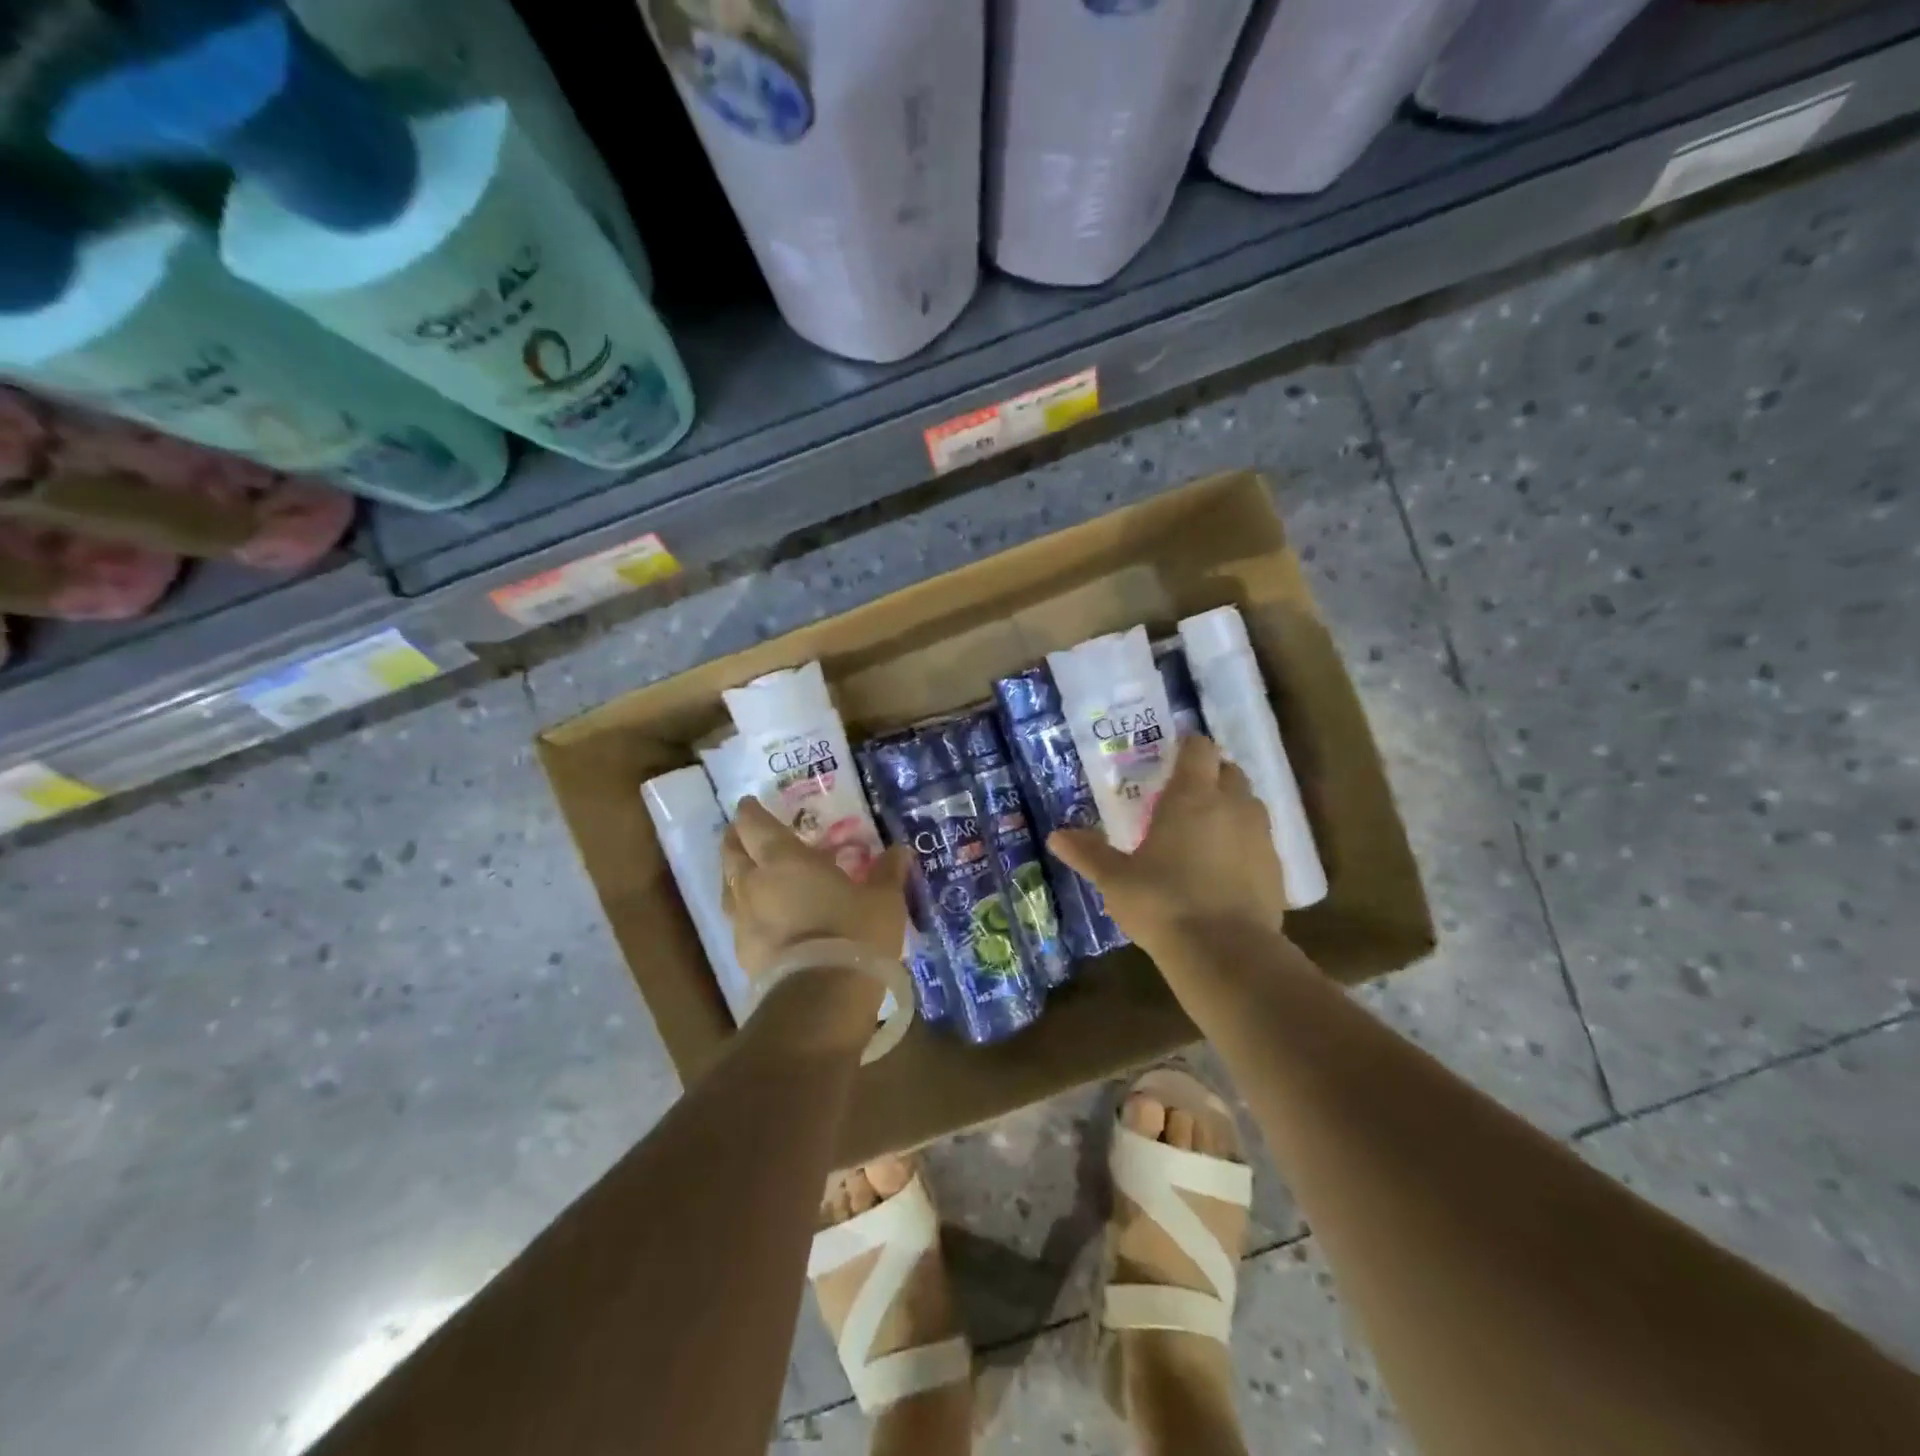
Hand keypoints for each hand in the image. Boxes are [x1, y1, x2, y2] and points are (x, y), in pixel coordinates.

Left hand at [721, 797, 912, 977]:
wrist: (821, 1000)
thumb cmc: (853, 934)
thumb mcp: (883, 900)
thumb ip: (888, 872)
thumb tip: (900, 850)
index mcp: (783, 859)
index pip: (754, 825)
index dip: (750, 811)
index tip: (750, 803)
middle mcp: (753, 884)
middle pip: (731, 853)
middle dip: (735, 839)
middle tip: (745, 833)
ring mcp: (743, 921)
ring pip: (728, 887)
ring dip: (736, 875)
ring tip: (751, 873)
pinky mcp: (743, 954)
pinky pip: (739, 921)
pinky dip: (748, 911)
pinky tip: (764, 918)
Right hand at [1049, 735, 1287, 957]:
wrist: (1225, 953)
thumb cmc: (1162, 902)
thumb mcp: (1116, 879)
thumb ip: (1089, 853)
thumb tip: (1057, 836)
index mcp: (1192, 796)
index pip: (1199, 748)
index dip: (1187, 747)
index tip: (1171, 758)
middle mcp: (1232, 805)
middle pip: (1229, 771)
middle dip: (1210, 776)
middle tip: (1183, 797)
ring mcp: (1260, 836)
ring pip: (1249, 804)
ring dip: (1231, 807)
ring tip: (1204, 832)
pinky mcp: (1276, 869)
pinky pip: (1260, 841)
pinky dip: (1244, 844)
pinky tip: (1224, 870)